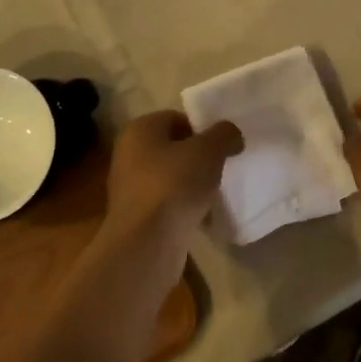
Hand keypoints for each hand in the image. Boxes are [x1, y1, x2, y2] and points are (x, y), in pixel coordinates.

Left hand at [100, 110, 243, 262]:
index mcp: (140, 129)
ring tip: (214, 194)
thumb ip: (224, 135)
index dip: (203, 130)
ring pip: (171, 177)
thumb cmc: (174, 184)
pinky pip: (167, 204)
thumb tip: (231, 134)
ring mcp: (130, 187)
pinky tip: (202, 218)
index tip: (223, 147)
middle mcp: (129, 154)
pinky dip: (184, 208)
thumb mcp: (208, 150)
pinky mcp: (136, 216)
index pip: (176, 118)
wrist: (146, 242)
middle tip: (222, 168)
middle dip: (198, 158)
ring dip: (192, 185)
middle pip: (173, 148)